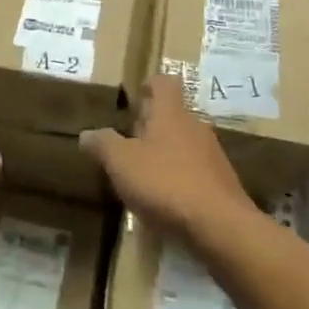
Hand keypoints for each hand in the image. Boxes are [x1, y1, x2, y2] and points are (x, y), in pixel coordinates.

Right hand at [81, 74, 258, 247]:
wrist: (220, 226)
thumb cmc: (165, 183)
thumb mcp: (122, 163)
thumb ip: (103, 144)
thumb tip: (87, 133)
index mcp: (171, 114)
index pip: (164, 83)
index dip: (150, 85)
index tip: (136, 96)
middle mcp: (195, 127)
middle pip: (172, 115)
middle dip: (151, 125)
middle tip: (128, 141)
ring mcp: (212, 156)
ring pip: (183, 144)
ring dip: (164, 154)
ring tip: (142, 175)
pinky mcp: (221, 184)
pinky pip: (194, 172)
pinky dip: (178, 179)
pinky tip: (165, 201)